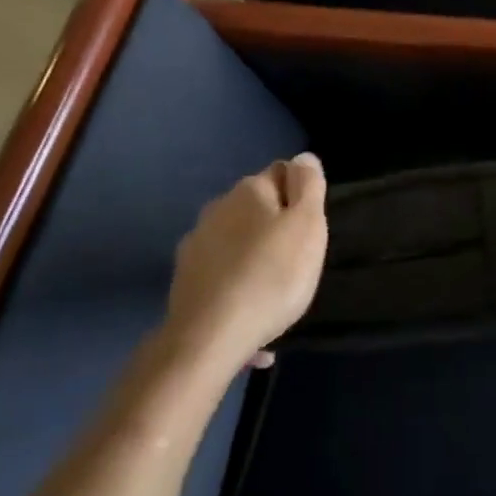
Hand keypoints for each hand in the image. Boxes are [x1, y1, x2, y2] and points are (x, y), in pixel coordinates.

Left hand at [166, 153, 327, 371]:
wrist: (209, 337)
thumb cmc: (271, 275)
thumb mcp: (307, 226)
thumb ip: (308, 186)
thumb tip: (303, 157)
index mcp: (249, 190)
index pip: (282, 172)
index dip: (300, 195)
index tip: (310, 228)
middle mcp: (217, 209)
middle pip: (257, 209)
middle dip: (275, 227)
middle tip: (296, 260)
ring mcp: (196, 245)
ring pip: (237, 243)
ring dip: (255, 259)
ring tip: (274, 293)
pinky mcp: (185, 281)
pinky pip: (222, 277)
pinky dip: (237, 290)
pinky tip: (252, 320)